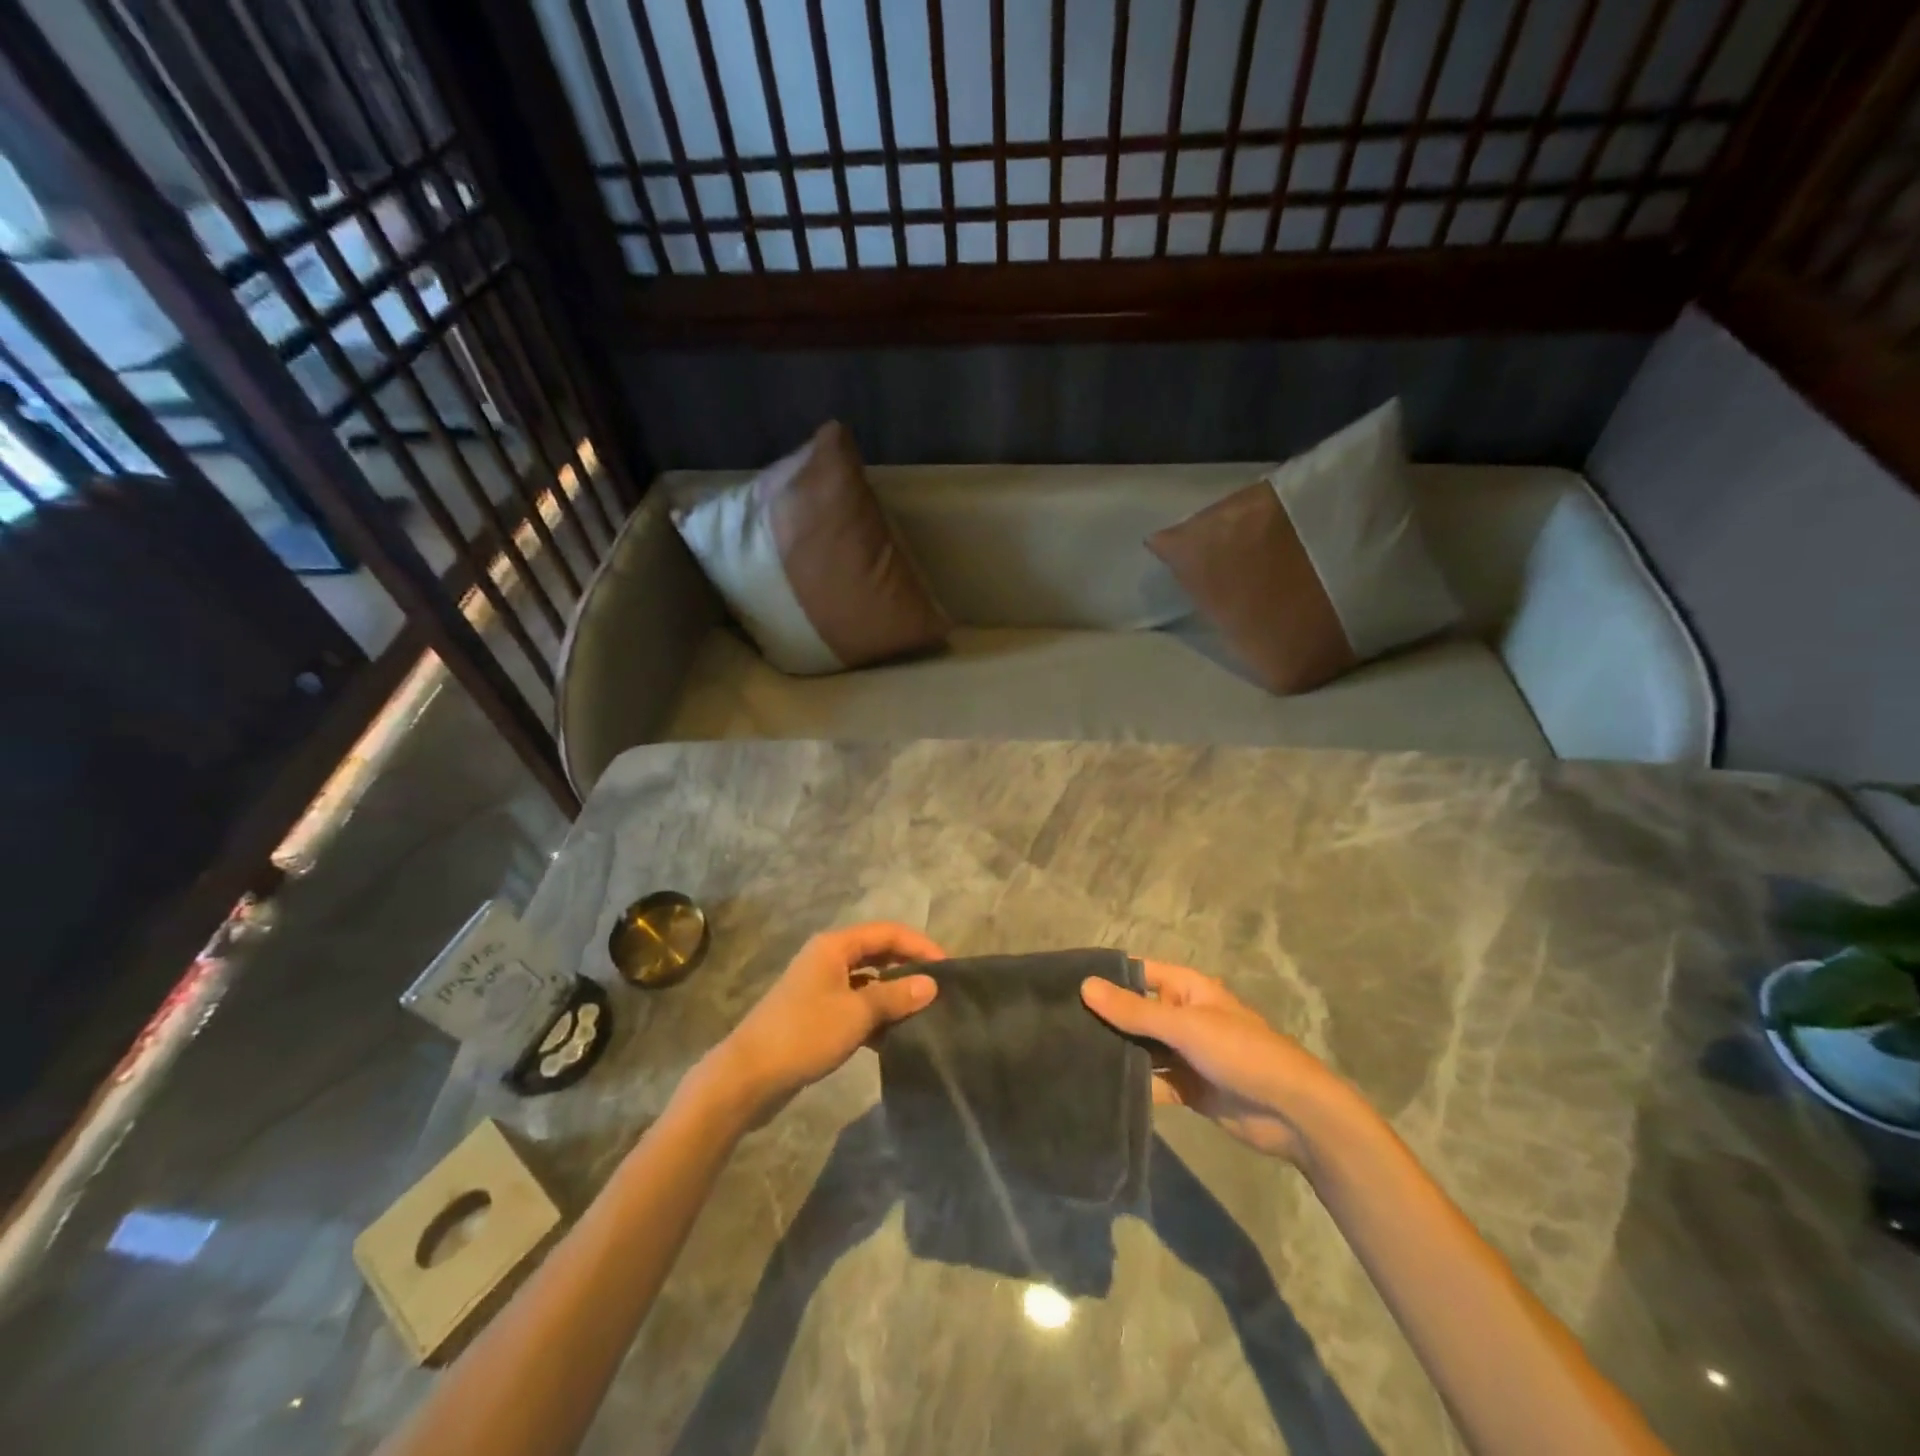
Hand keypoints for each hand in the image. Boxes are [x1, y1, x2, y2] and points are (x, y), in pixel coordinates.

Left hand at [705, 922, 942, 1120]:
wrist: (747, 1077)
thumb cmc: (804, 1034)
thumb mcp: (856, 1013)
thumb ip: (895, 995)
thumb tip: (931, 984)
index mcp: (834, 947)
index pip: (887, 932)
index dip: (919, 945)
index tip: (946, 968)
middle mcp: (827, 959)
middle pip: (877, 953)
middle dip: (907, 967)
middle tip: (937, 990)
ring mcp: (819, 987)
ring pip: (866, 982)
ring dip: (892, 994)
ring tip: (921, 1014)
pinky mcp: (815, 1015)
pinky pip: (854, 1005)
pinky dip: (874, 1016)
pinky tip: (893, 1037)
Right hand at [1081, 960, 1354, 1163]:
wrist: (1292, 1113)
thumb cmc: (1240, 1053)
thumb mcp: (1185, 1026)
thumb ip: (1134, 1011)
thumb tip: (1085, 986)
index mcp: (1187, 990)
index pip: (1138, 973)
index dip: (1107, 976)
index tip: (1063, 983)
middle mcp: (1182, 1017)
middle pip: (1136, 1013)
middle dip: (1104, 1019)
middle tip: (1056, 1025)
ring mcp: (1184, 1054)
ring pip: (1141, 1049)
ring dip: (1115, 1053)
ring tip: (1067, 1055)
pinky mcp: (1186, 1089)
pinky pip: (1151, 1082)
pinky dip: (1131, 1085)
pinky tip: (1097, 1089)